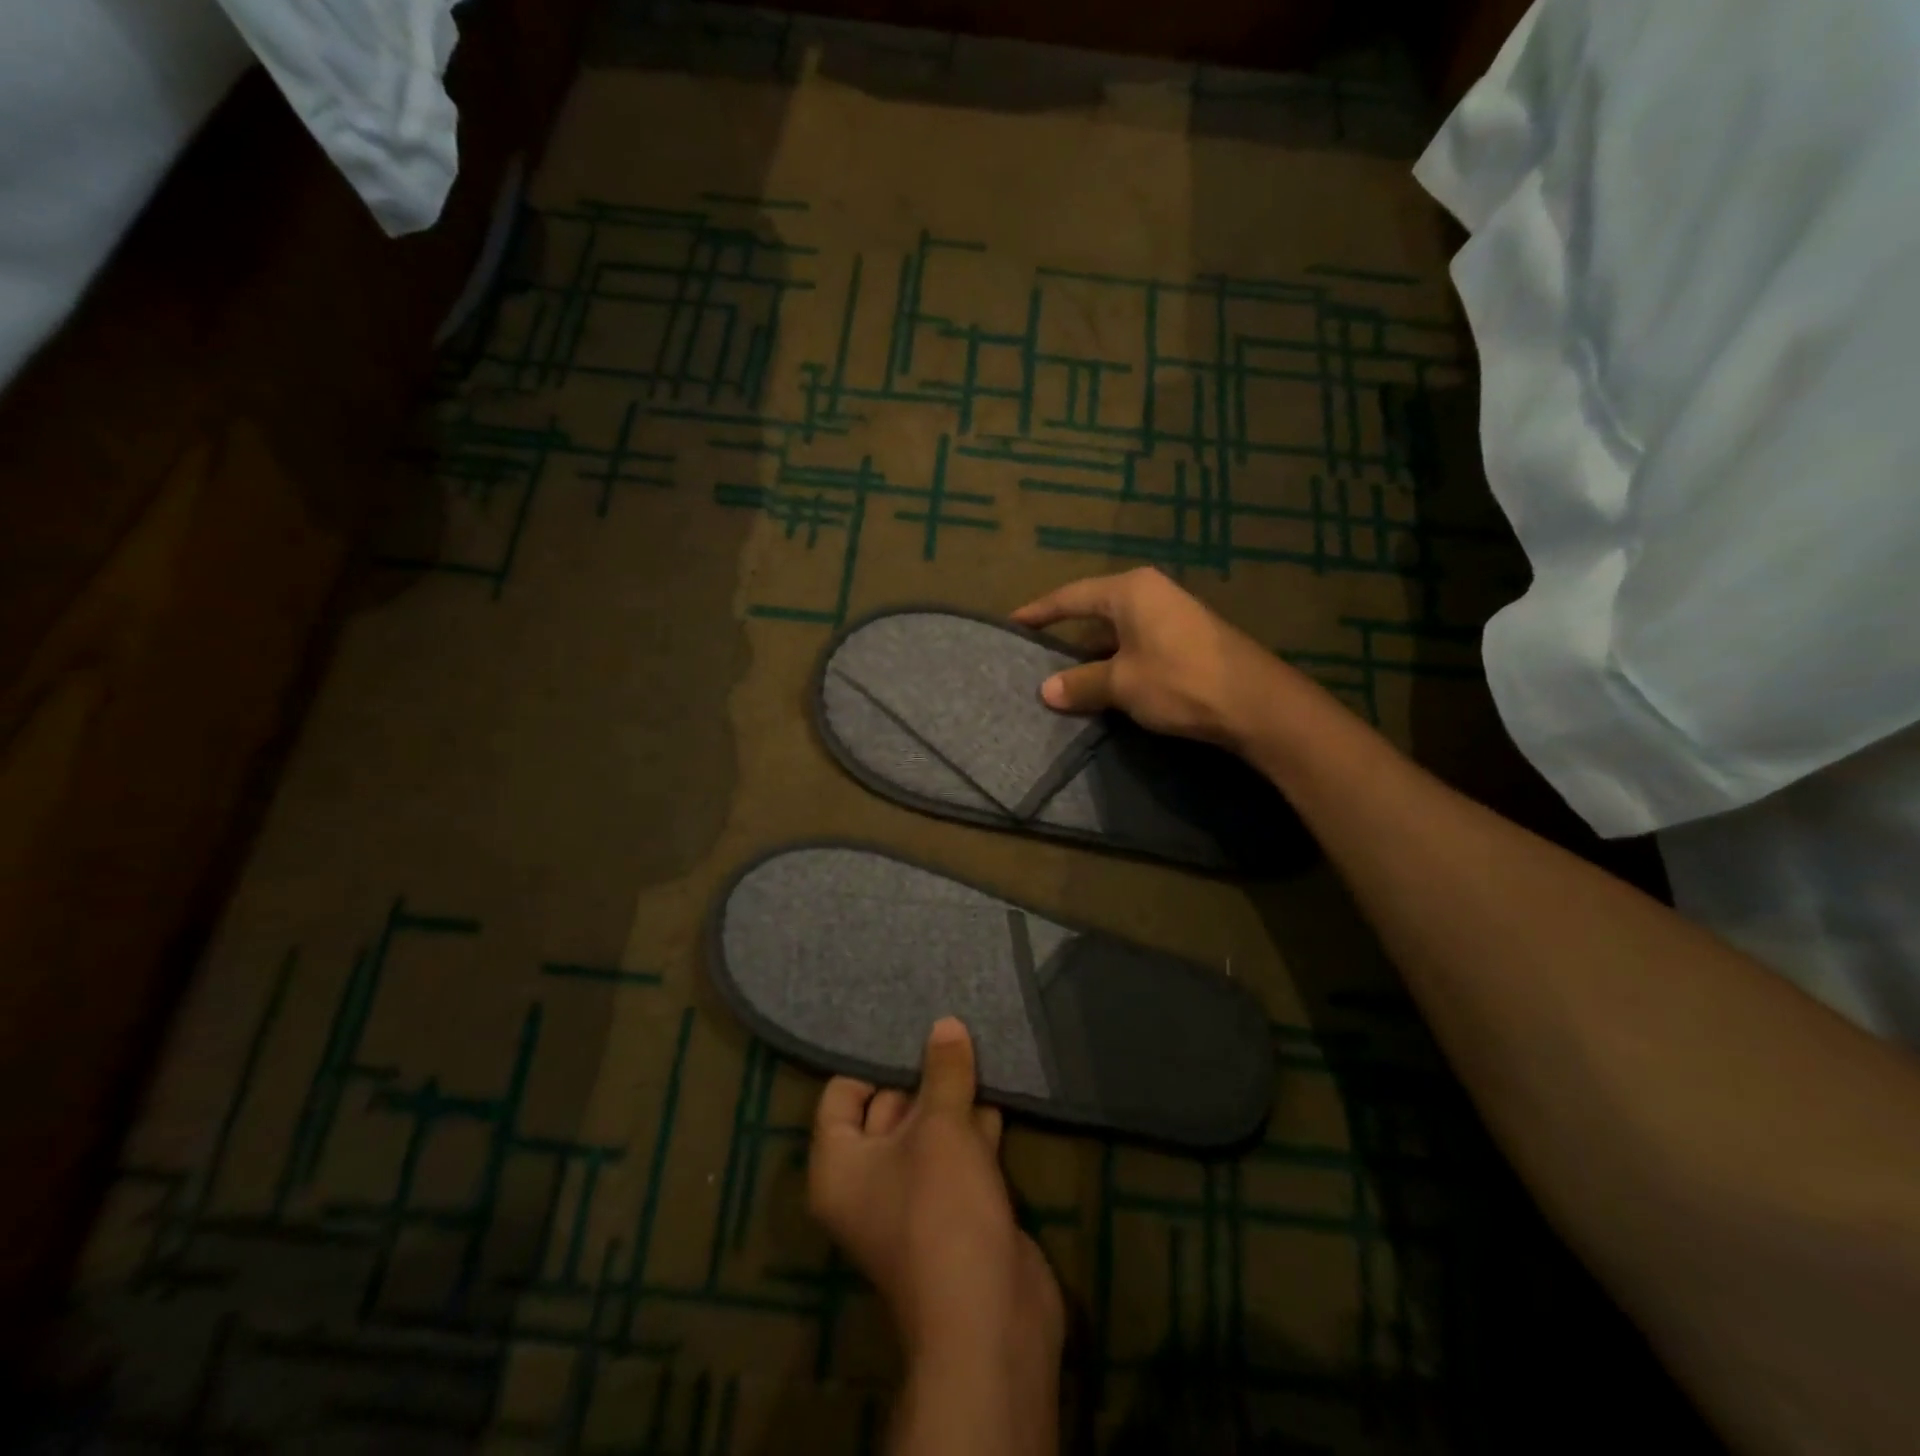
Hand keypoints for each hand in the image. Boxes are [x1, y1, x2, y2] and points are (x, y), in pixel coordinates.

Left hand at [808, 1019, 1064, 1367]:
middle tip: (950, 1024)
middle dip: (922, 1072)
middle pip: (889, 1107)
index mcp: (839, 1164)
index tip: (906, 1022)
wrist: (990, 1323)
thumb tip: (945, 1023)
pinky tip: (1000, 1086)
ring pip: (930, 1129)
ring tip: (979, 1042)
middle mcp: (868, 1180)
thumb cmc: (942, 1211)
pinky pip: (959, 1153)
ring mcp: (914, 1197)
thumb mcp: (941, 1129)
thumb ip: (943, 1072)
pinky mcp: (955, 1209)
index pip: (841, 1094)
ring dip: (955, 1096)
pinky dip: (977, 1125)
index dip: (872, 1060)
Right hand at [1013, 567, 1291, 750]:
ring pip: (1118, 631)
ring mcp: (1172, 614)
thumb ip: (1081, 683)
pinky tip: (1107, 686)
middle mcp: (1150, 593)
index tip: (1013, 623)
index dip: (1040, 611)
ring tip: (1066, 677)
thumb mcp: (1122, 684)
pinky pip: (1138, 644)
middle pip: (1095, 610)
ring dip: (1093, 654)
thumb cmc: (1179, 681)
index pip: (1070, 596)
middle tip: (1037, 654)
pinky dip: (1117, 662)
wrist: (1255, 703)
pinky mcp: (1188, 639)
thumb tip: (1046, 690)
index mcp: (1130, 590)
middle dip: (1067, 634)